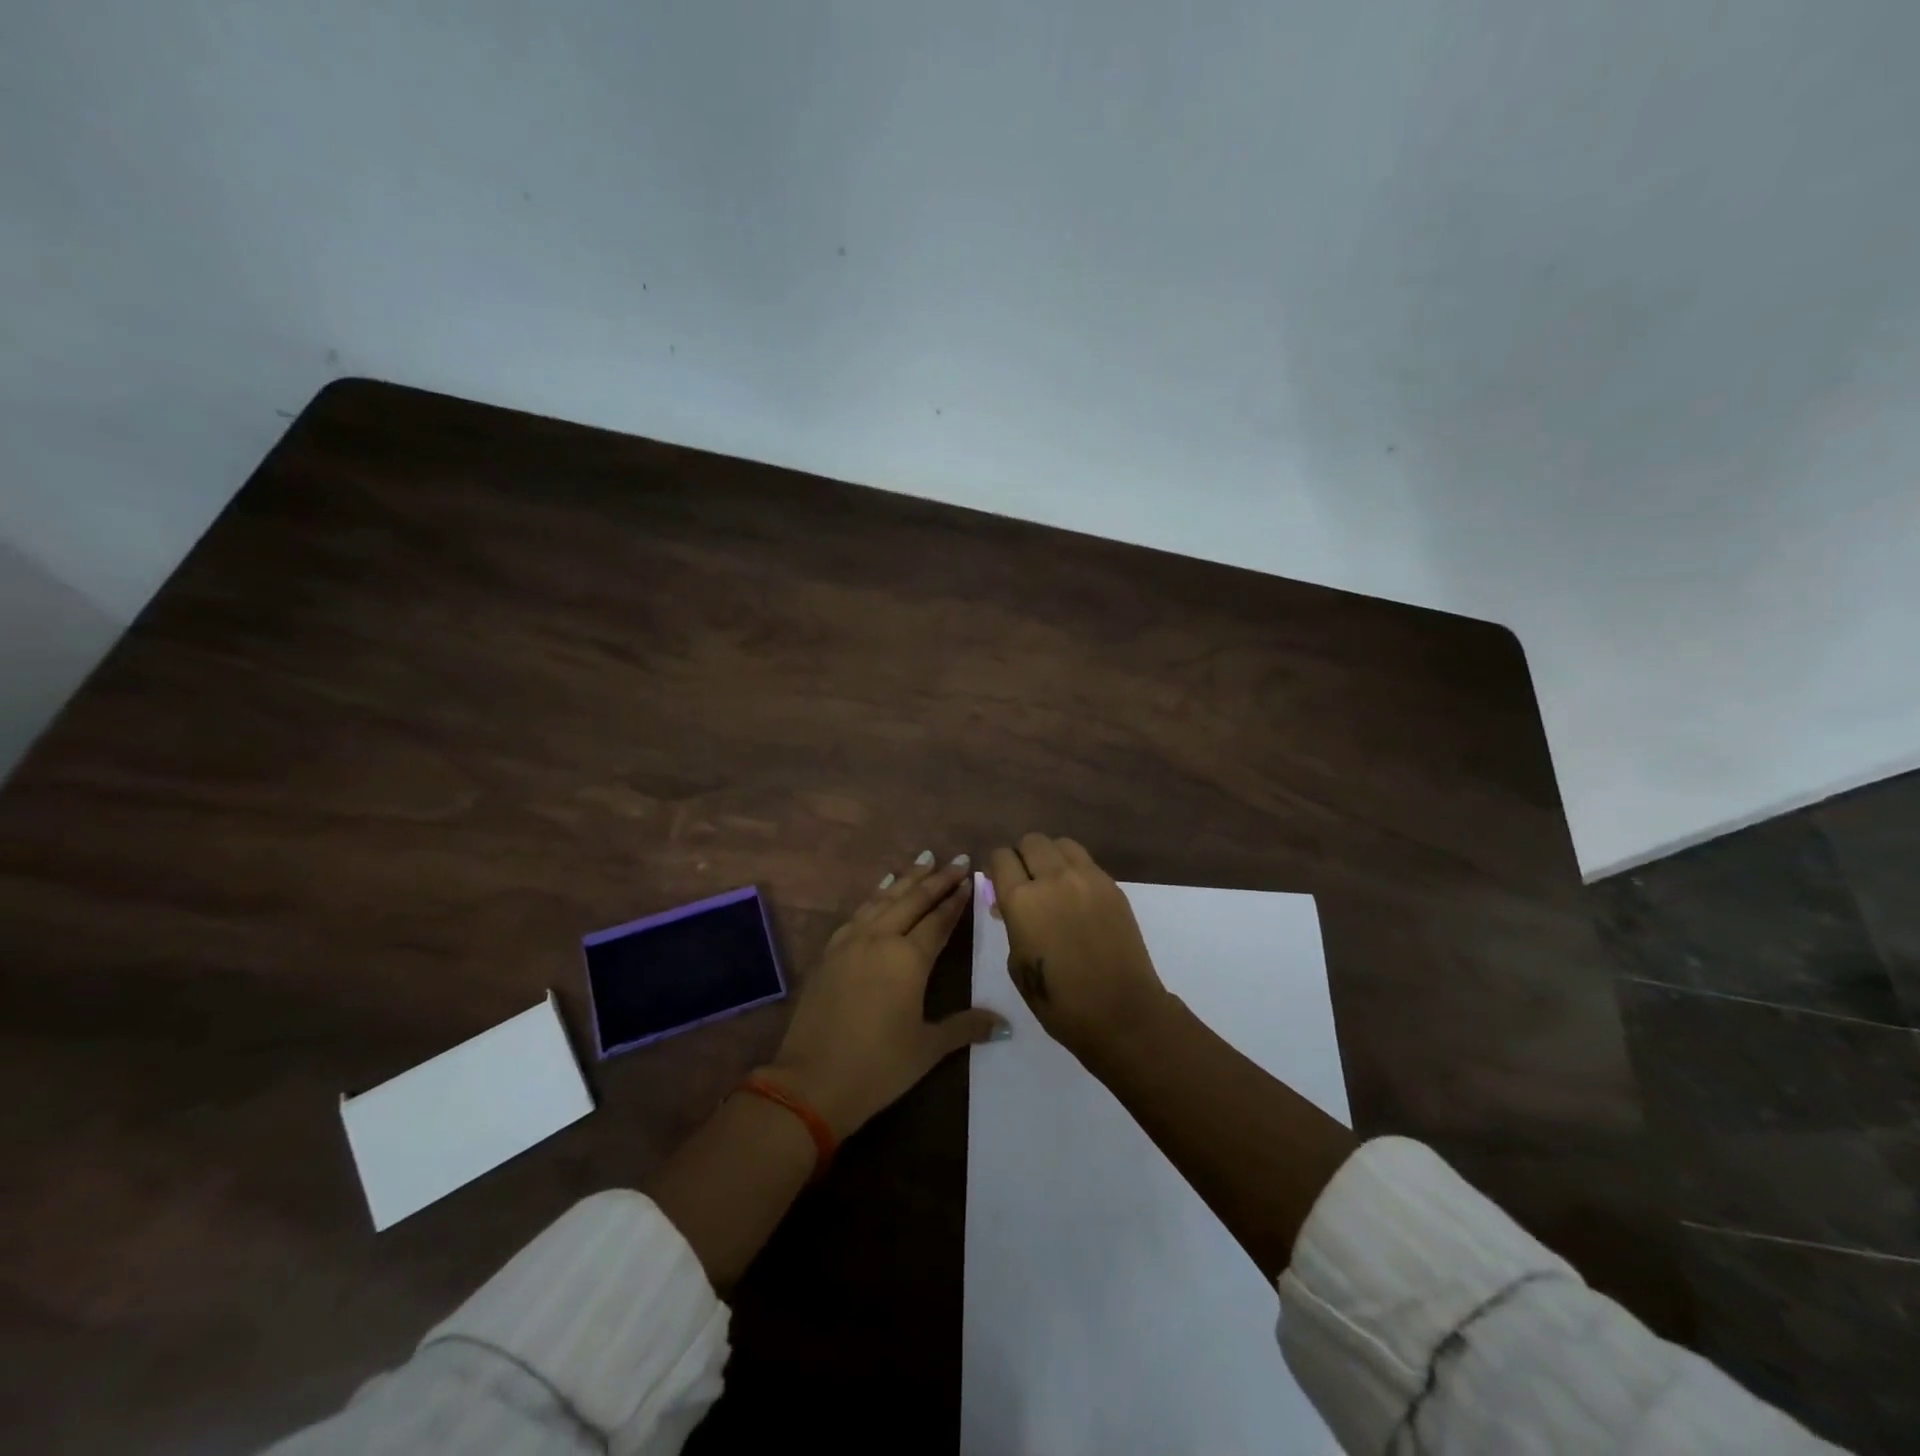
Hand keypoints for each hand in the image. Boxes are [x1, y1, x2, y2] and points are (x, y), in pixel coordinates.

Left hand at [763, 851, 1006, 1138]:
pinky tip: (881, 888)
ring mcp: (850, 942)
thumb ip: (966, 1027)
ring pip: (884, 899)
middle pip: (913, 900)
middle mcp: (880, 939)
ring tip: (923, 860)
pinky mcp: (830, 952)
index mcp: (909, 958)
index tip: (971, 877)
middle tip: (957, 859)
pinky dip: (875, 895)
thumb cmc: (878, 1066)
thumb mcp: (928, 1048)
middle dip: (937, 879)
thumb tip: (1006, 1024)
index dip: (956, 899)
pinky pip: (859, 912)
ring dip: (906, 878)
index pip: (939, 920)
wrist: (811, 1081)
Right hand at [986, 833, 1171, 1061]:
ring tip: (1054, 883)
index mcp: (1021, 900)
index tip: (1001, 883)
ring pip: (1062, 844)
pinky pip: (1087, 863)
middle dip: (1023, 857)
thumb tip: (1010, 905)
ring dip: (1051, 857)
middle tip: (1026, 881)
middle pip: (1032, 841)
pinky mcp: (1113, 886)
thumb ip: (1012, 924)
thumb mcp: (1017, 963)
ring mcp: (1087, 878)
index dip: (998, 868)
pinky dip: (1075, 870)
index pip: (1001, 857)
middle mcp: (1053, 878)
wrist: (1120, 1012)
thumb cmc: (1059, 1001)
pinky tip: (1078, 897)